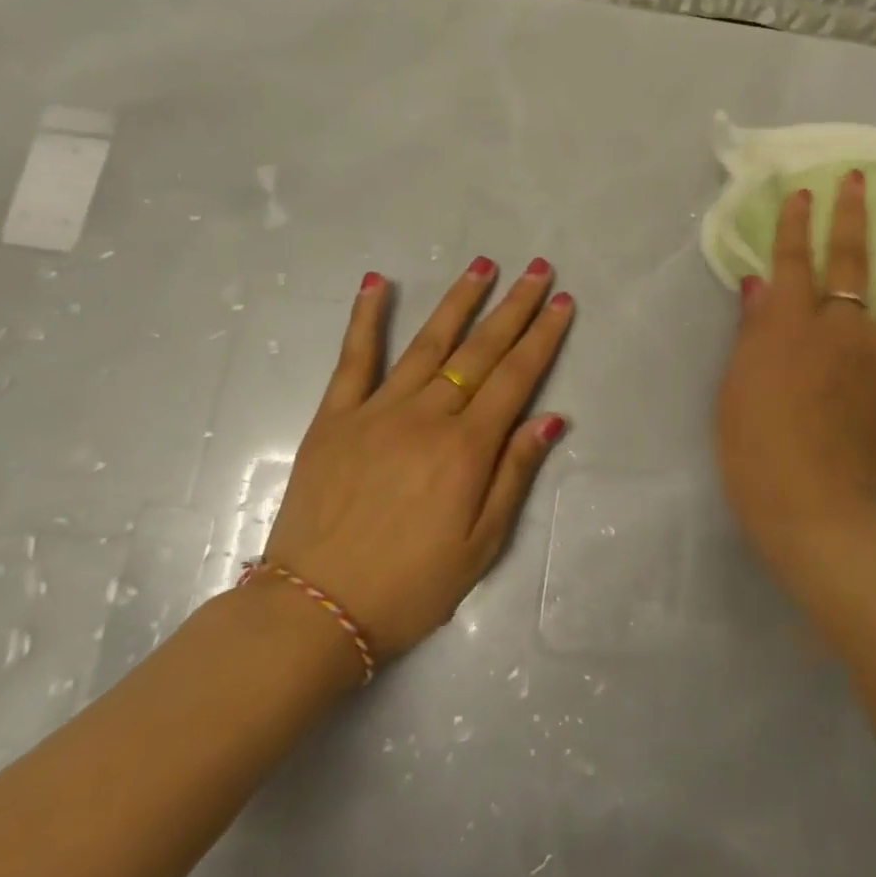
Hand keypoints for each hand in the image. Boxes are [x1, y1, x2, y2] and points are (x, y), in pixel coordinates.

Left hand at [260, 257, 572, 672]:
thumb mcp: (481, 545)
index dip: (543, 337)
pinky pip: (354, 358)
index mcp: (466, 448)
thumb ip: (514, 474)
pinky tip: (378, 282)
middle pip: (480, 350)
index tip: (562, 301)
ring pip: (428, 343)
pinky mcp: (335, 417)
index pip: (516, 377)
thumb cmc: (409, 586)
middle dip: (514, 307)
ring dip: (459, 300)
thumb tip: (551, 418)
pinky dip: (366, 317)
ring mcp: (377, 411)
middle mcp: (427, 416)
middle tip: (539, 269)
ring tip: (484, 264)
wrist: (313, 612)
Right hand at [716, 172, 875, 562]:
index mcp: (793, 326)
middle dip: (852, 214)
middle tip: (855, 183)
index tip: (804, 192)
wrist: (813, 509)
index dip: (797, 222)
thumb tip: (760, 286)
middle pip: (855, 259)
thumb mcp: (736, 386)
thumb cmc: (755, 449)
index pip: (795, 259)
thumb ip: (753, 330)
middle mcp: (845, 329)